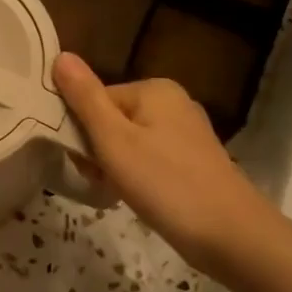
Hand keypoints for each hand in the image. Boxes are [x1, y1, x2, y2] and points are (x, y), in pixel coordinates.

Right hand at [52, 53, 269, 275]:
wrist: (230, 234)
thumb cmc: (164, 183)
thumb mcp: (114, 140)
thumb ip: (85, 98)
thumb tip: (61, 56)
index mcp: (154, 89)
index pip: (96, 100)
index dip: (82, 132)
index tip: (85, 163)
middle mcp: (174, 102)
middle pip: (113, 121)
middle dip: (100, 152)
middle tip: (104, 181)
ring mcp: (188, 133)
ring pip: (130, 144)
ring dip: (117, 168)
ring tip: (122, 194)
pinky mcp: (195, 161)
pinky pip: (151, 160)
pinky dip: (140, 178)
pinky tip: (142, 200)